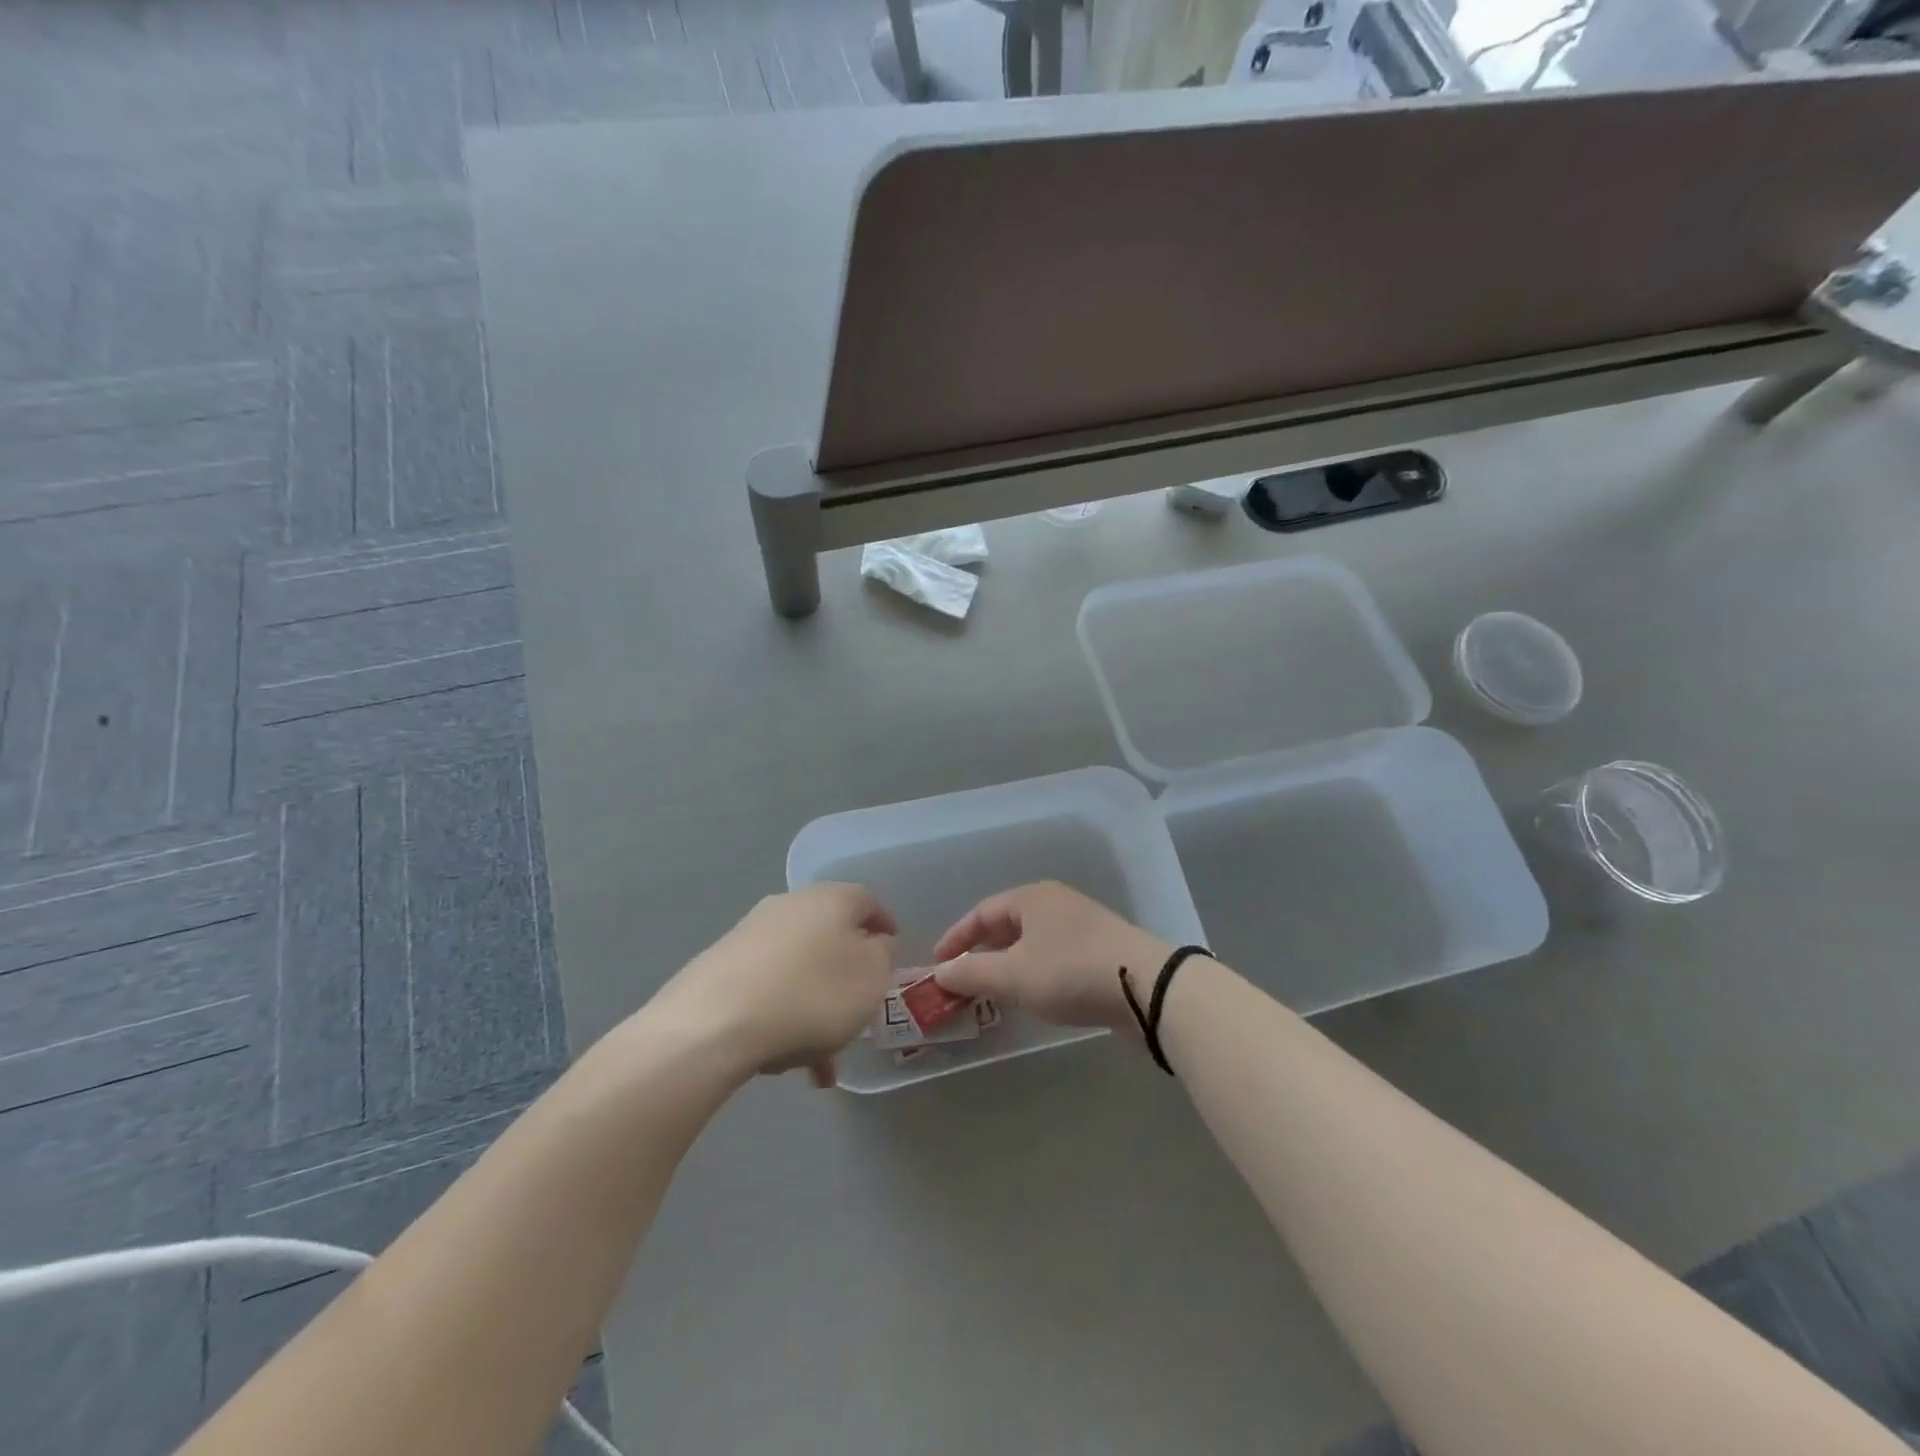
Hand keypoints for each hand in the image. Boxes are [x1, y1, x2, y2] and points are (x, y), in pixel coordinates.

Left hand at [646, 884, 895, 1086]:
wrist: (714, 1023)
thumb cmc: (812, 995)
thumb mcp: (871, 978)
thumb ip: (882, 956)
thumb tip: (874, 944)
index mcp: (832, 898)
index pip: (869, 903)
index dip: (885, 928)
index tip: (892, 955)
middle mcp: (791, 904)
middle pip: (830, 936)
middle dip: (845, 974)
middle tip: (858, 1010)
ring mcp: (751, 932)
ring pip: (799, 968)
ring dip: (814, 1004)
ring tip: (819, 1057)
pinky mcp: (721, 964)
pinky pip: (767, 987)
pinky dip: (782, 1014)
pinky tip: (782, 1058)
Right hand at [931, 882, 1171, 1033]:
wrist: (1147, 988)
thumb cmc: (1071, 972)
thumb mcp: (1013, 975)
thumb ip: (972, 973)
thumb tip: (940, 973)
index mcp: (1032, 898)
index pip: (982, 912)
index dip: (956, 938)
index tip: (937, 964)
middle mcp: (1056, 903)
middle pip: (1007, 925)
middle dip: (981, 952)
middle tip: (962, 980)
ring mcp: (1082, 925)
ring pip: (1031, 942)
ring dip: (1007, 964)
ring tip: (993, 991)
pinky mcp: (1101, 950)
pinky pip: (1053, 956)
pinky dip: (1033, 972)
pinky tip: (1033, 995)